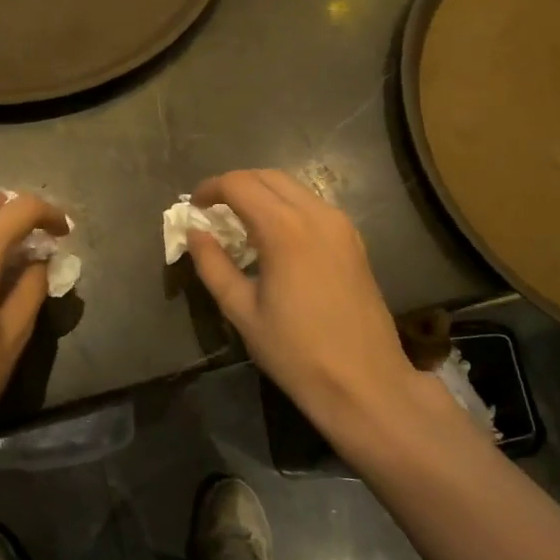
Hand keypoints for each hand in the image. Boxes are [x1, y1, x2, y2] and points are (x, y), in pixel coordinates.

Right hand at [187, 170, 458, 449]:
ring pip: (293, 187)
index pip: (239, 184)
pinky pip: (312, 205)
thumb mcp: (242, 311)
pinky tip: (273, 238)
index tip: (193, 208)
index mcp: (284, 229)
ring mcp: (340, 225)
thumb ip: (213, 265)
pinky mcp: (353, 240)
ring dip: (261, 194)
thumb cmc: (296, 352)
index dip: (210, 189)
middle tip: (212, 211)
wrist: (365, 383)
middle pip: (267, 176)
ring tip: (239, 224)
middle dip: (235, 185)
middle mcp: (316, 214)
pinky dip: (285, 207)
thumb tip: (195, 233)